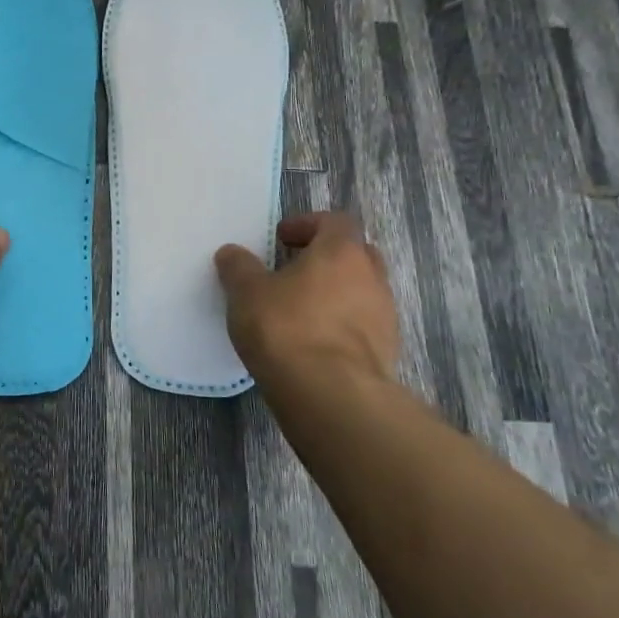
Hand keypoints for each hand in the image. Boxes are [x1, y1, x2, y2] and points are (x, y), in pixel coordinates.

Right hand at [214, 211, 399, 385]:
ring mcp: (385, 318)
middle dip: (327, 258)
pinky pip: (363, 327)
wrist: (331, 396)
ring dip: (336, 295)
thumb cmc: (286, 328)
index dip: (307, 225)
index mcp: (342, 252)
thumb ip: (239, 267)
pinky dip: (341, 328)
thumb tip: (232, 253)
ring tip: (301, 312)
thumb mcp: (246, 292)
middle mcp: (372, 278)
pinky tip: (313, 345)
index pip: (335, 221)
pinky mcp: (386, 354)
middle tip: (295, 271)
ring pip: (362, 292)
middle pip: (356, 254)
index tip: (281, 239)